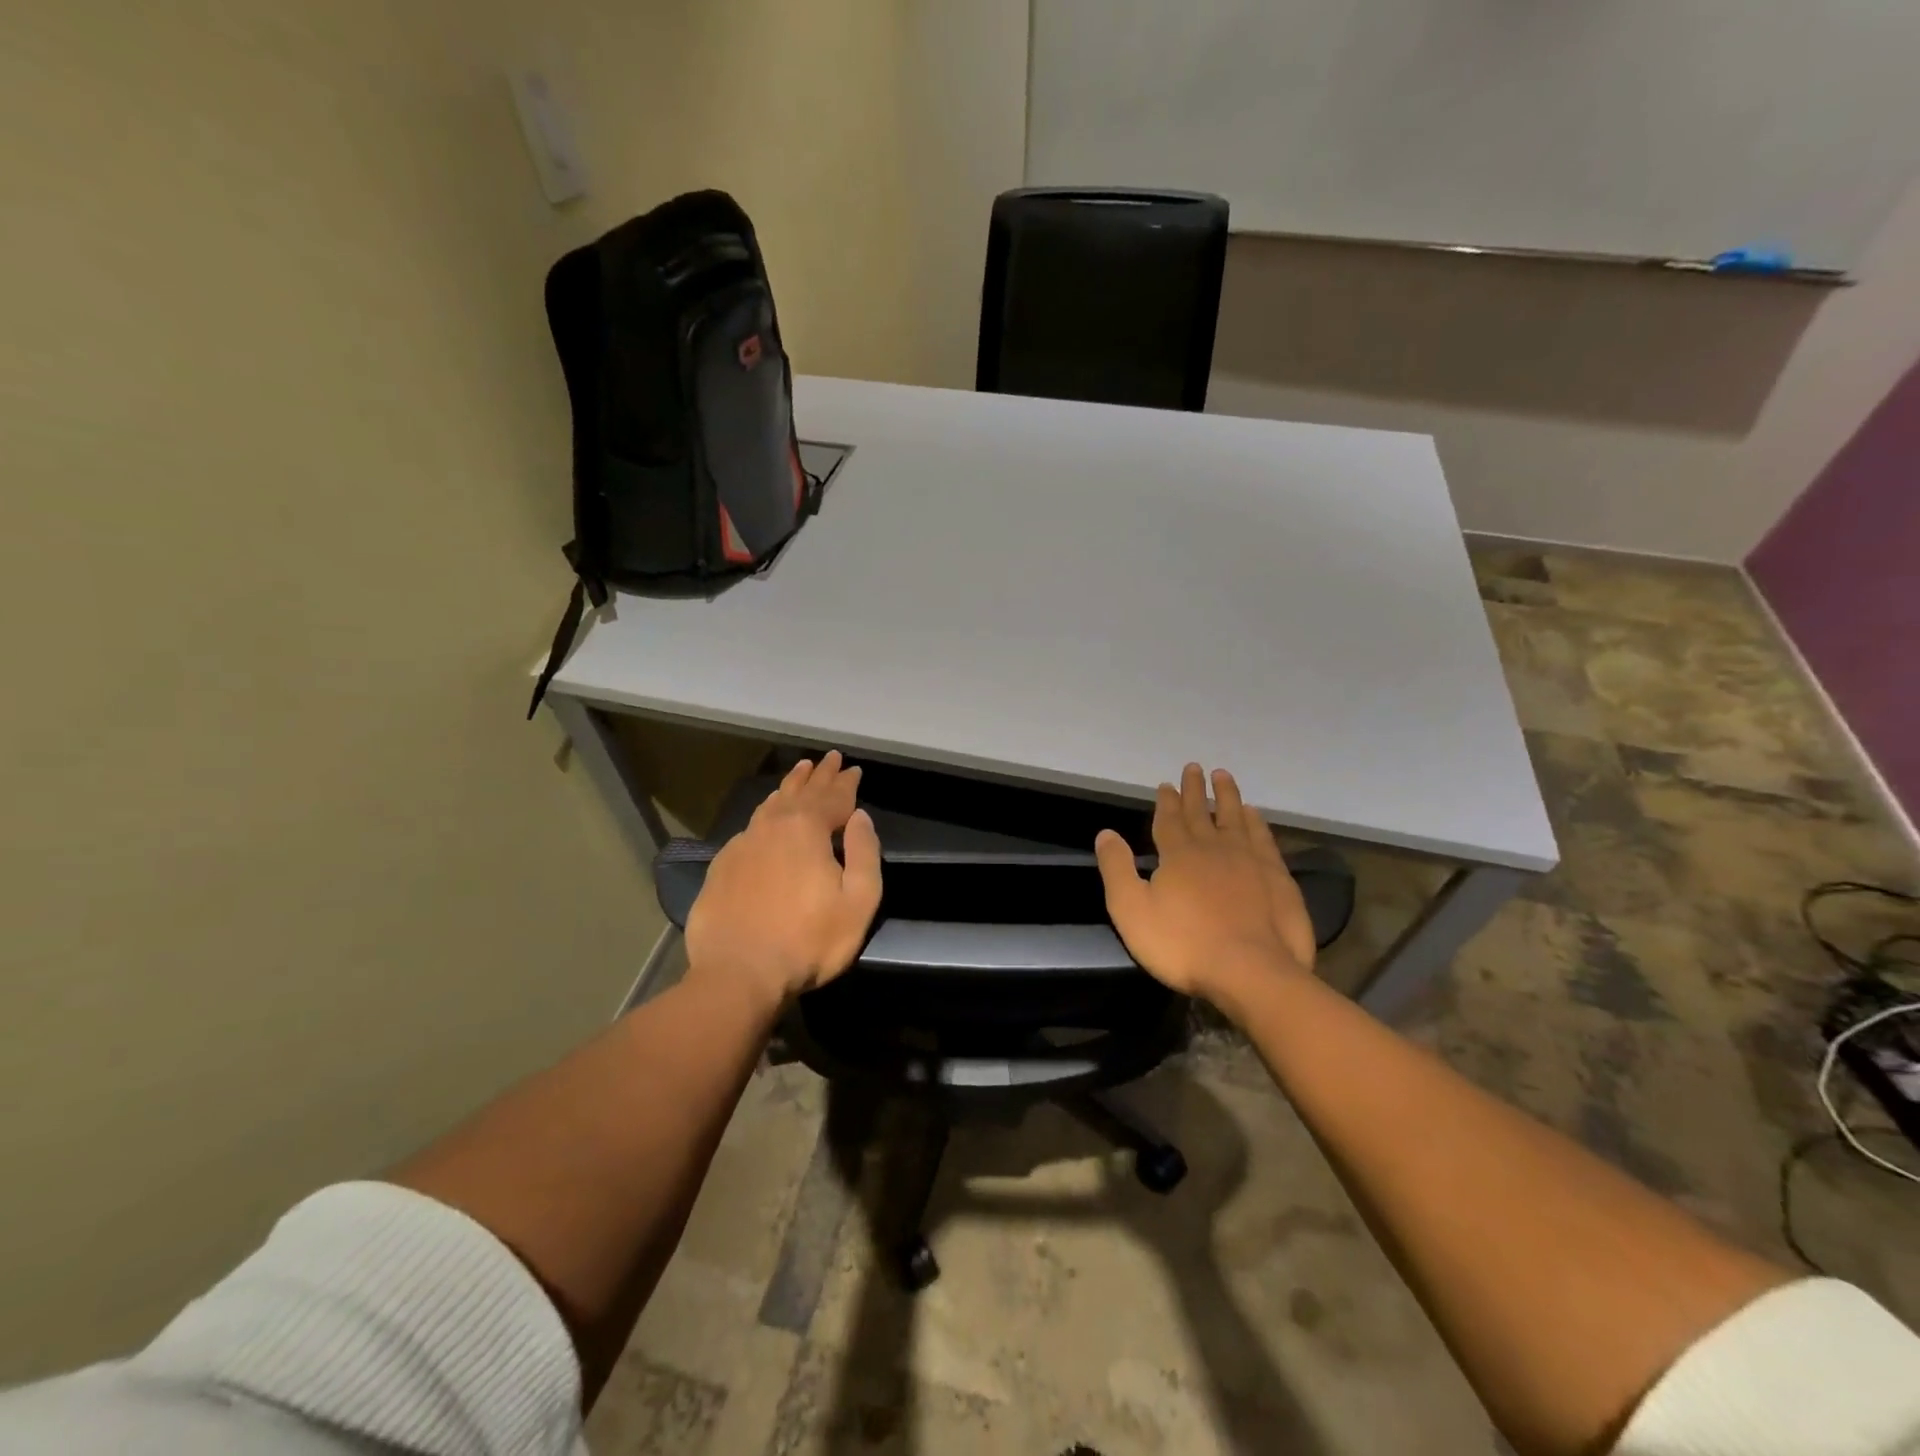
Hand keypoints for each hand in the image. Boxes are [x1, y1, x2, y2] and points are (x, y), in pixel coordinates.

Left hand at [683, 751, 882, 1009]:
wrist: (738, 974)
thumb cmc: (808, 942)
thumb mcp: (858, 902)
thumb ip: (865, 854)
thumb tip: (860, 818)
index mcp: (808, 830)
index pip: (834, 796)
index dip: (847, 783)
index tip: (854, 769)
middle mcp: (773, 826)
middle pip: (801, 792)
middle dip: (819, 775)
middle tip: (829, 758)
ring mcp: (743, 843)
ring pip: (772, 804)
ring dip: (790, 786)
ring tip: (799, 771)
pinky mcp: (723, 865)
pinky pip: (751, 825)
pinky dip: (766, 811)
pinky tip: (767, 813)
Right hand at [1094, 763, 1315, 1004]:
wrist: (1251, 972)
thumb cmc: (1183, 945)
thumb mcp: (1132, 910)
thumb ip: (1117, 869)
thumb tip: (1106, 833)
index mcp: (1178, 855)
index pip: (1170, 820)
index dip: (1167, 801)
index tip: (1167, 784)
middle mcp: (1214, 848)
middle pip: (1202, 812)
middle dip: (1195, 790)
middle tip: (1194, 768)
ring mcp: (1250, 861)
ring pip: (1236, 819)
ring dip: (1228, 796)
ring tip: (1224, 776)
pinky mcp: (1277, 879)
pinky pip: (1264, 839)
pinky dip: (1257, 823)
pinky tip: (1255, 815)